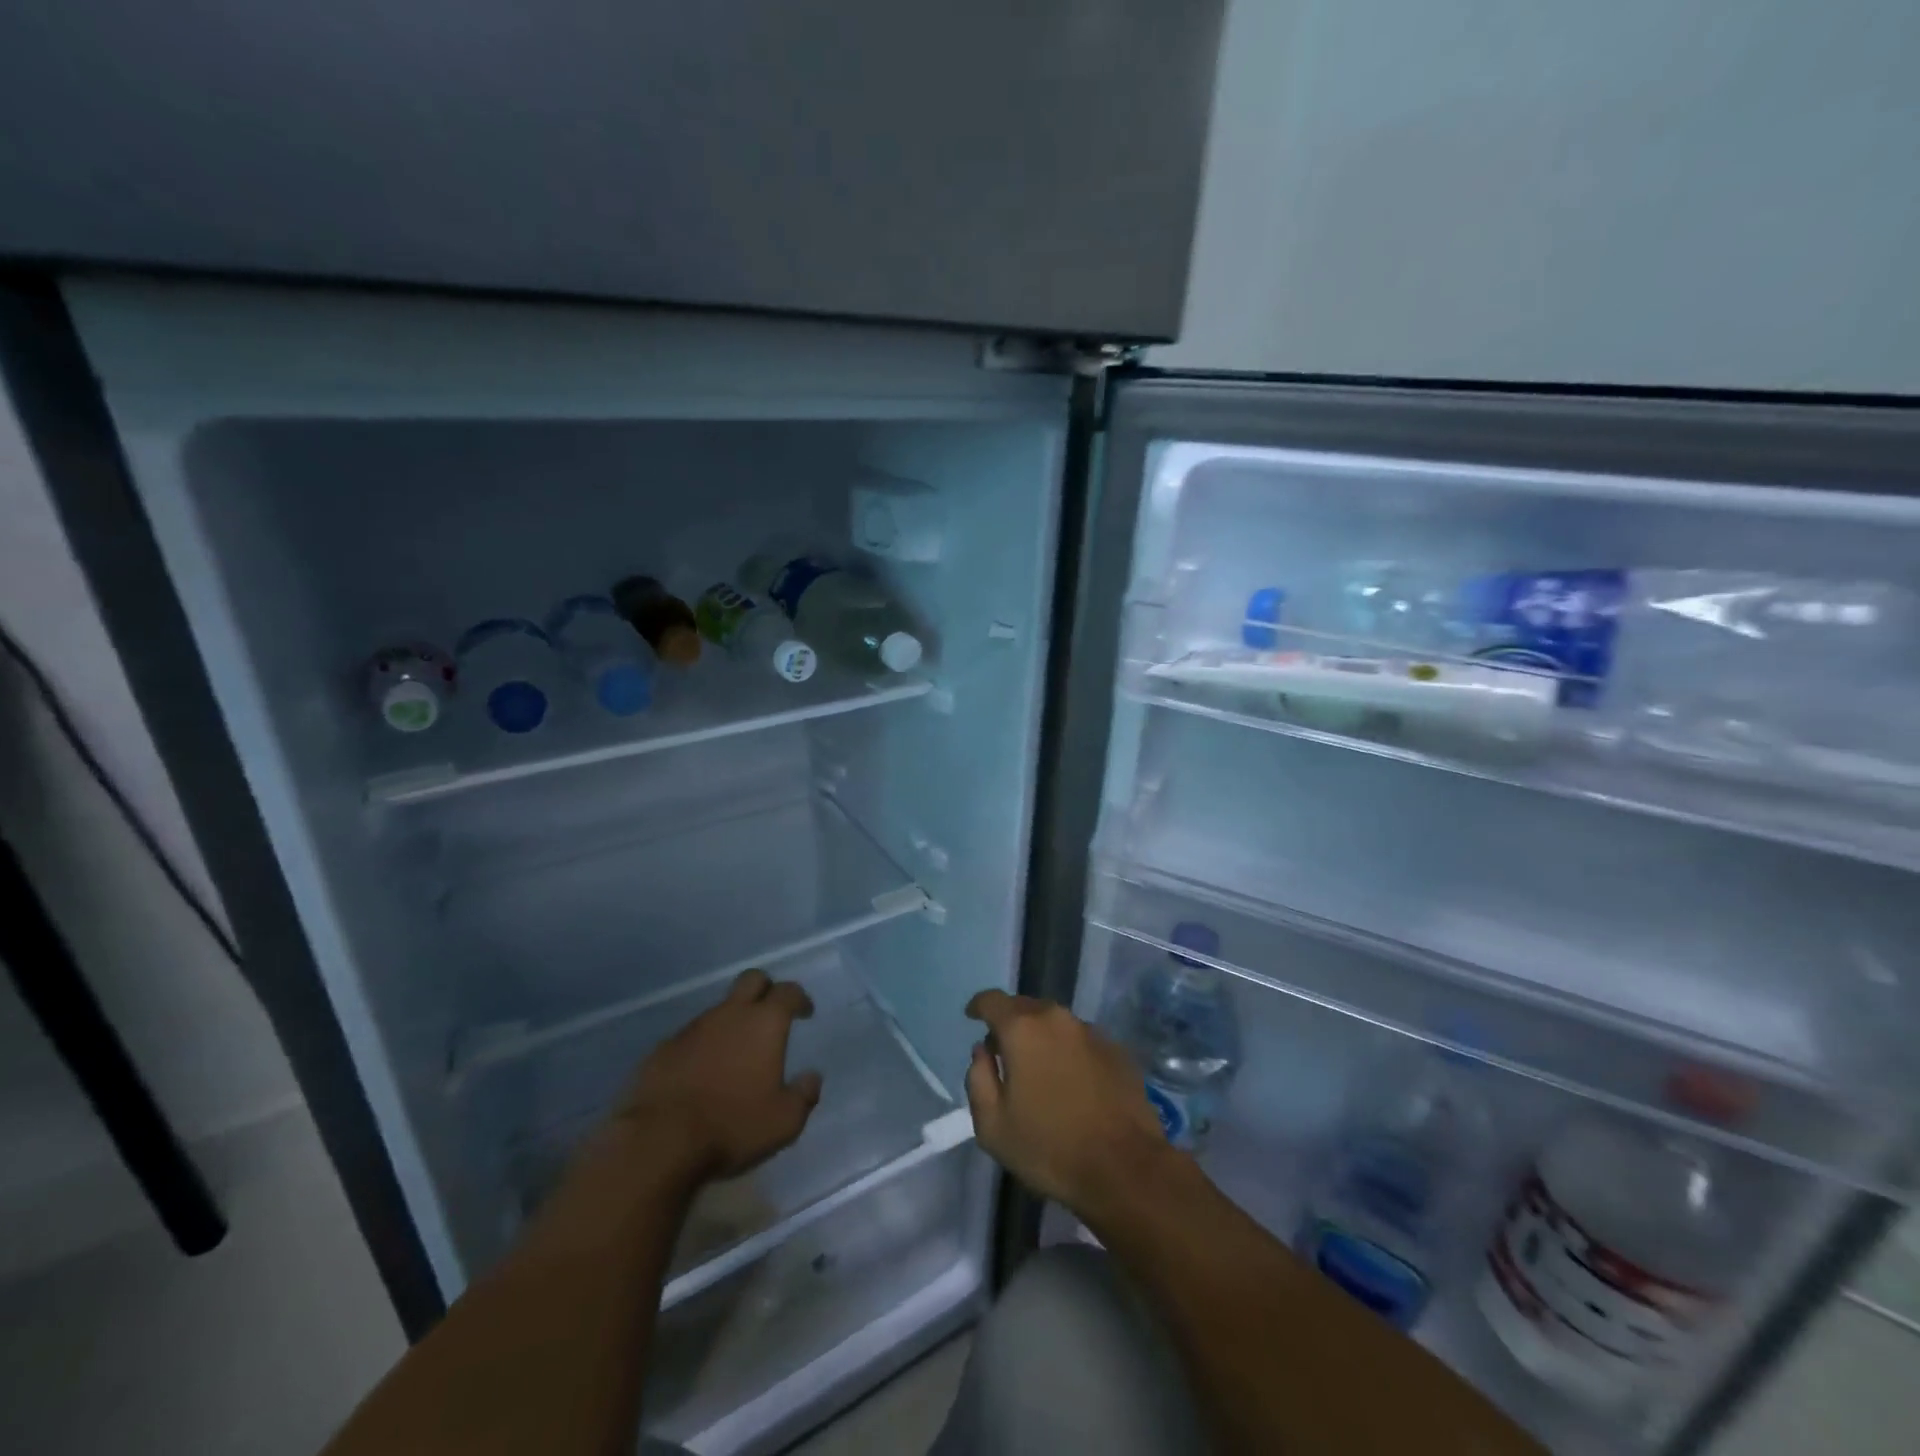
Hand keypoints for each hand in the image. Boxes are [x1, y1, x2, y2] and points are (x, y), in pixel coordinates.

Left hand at [618, 968, 823, 1183]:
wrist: (659, 1142)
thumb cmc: (732, 1126)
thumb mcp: (785, 1121)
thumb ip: (804, 1094)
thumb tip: (811, 1078)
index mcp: (764, 1023)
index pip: (788, 991)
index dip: (799, 998)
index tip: (805, 1012)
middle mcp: (729, 1014)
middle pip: (751, 979)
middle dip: (765, 989)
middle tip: (771, 1014)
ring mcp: (692, 1029)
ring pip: (719, 1009)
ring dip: (732, 1022)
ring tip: (735, 1054)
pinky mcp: (663, 1049)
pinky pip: (691, 1037)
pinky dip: (703, 1047)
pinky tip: (702, 1074)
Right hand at [964, 989, 1173, 1220]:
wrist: (1124, 1168)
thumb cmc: (1049, 1148)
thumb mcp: (992, 1126)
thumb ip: (978, 1079)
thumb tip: (982, 1051)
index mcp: (1022, 1029)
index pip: (992, 1001)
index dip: (979, 1006)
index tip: (972, 1017)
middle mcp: (1057, 1019)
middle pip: (1025, 1007)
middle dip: (1010, 1022)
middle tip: (1004, 1050)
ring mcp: (1091, 1032)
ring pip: (1056, 1023)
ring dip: (1042, 1037)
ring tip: (1039, 1068)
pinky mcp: (1117, 1050)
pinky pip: (1081, 1040)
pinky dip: (1069, 1051)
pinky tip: (1072, 1081)